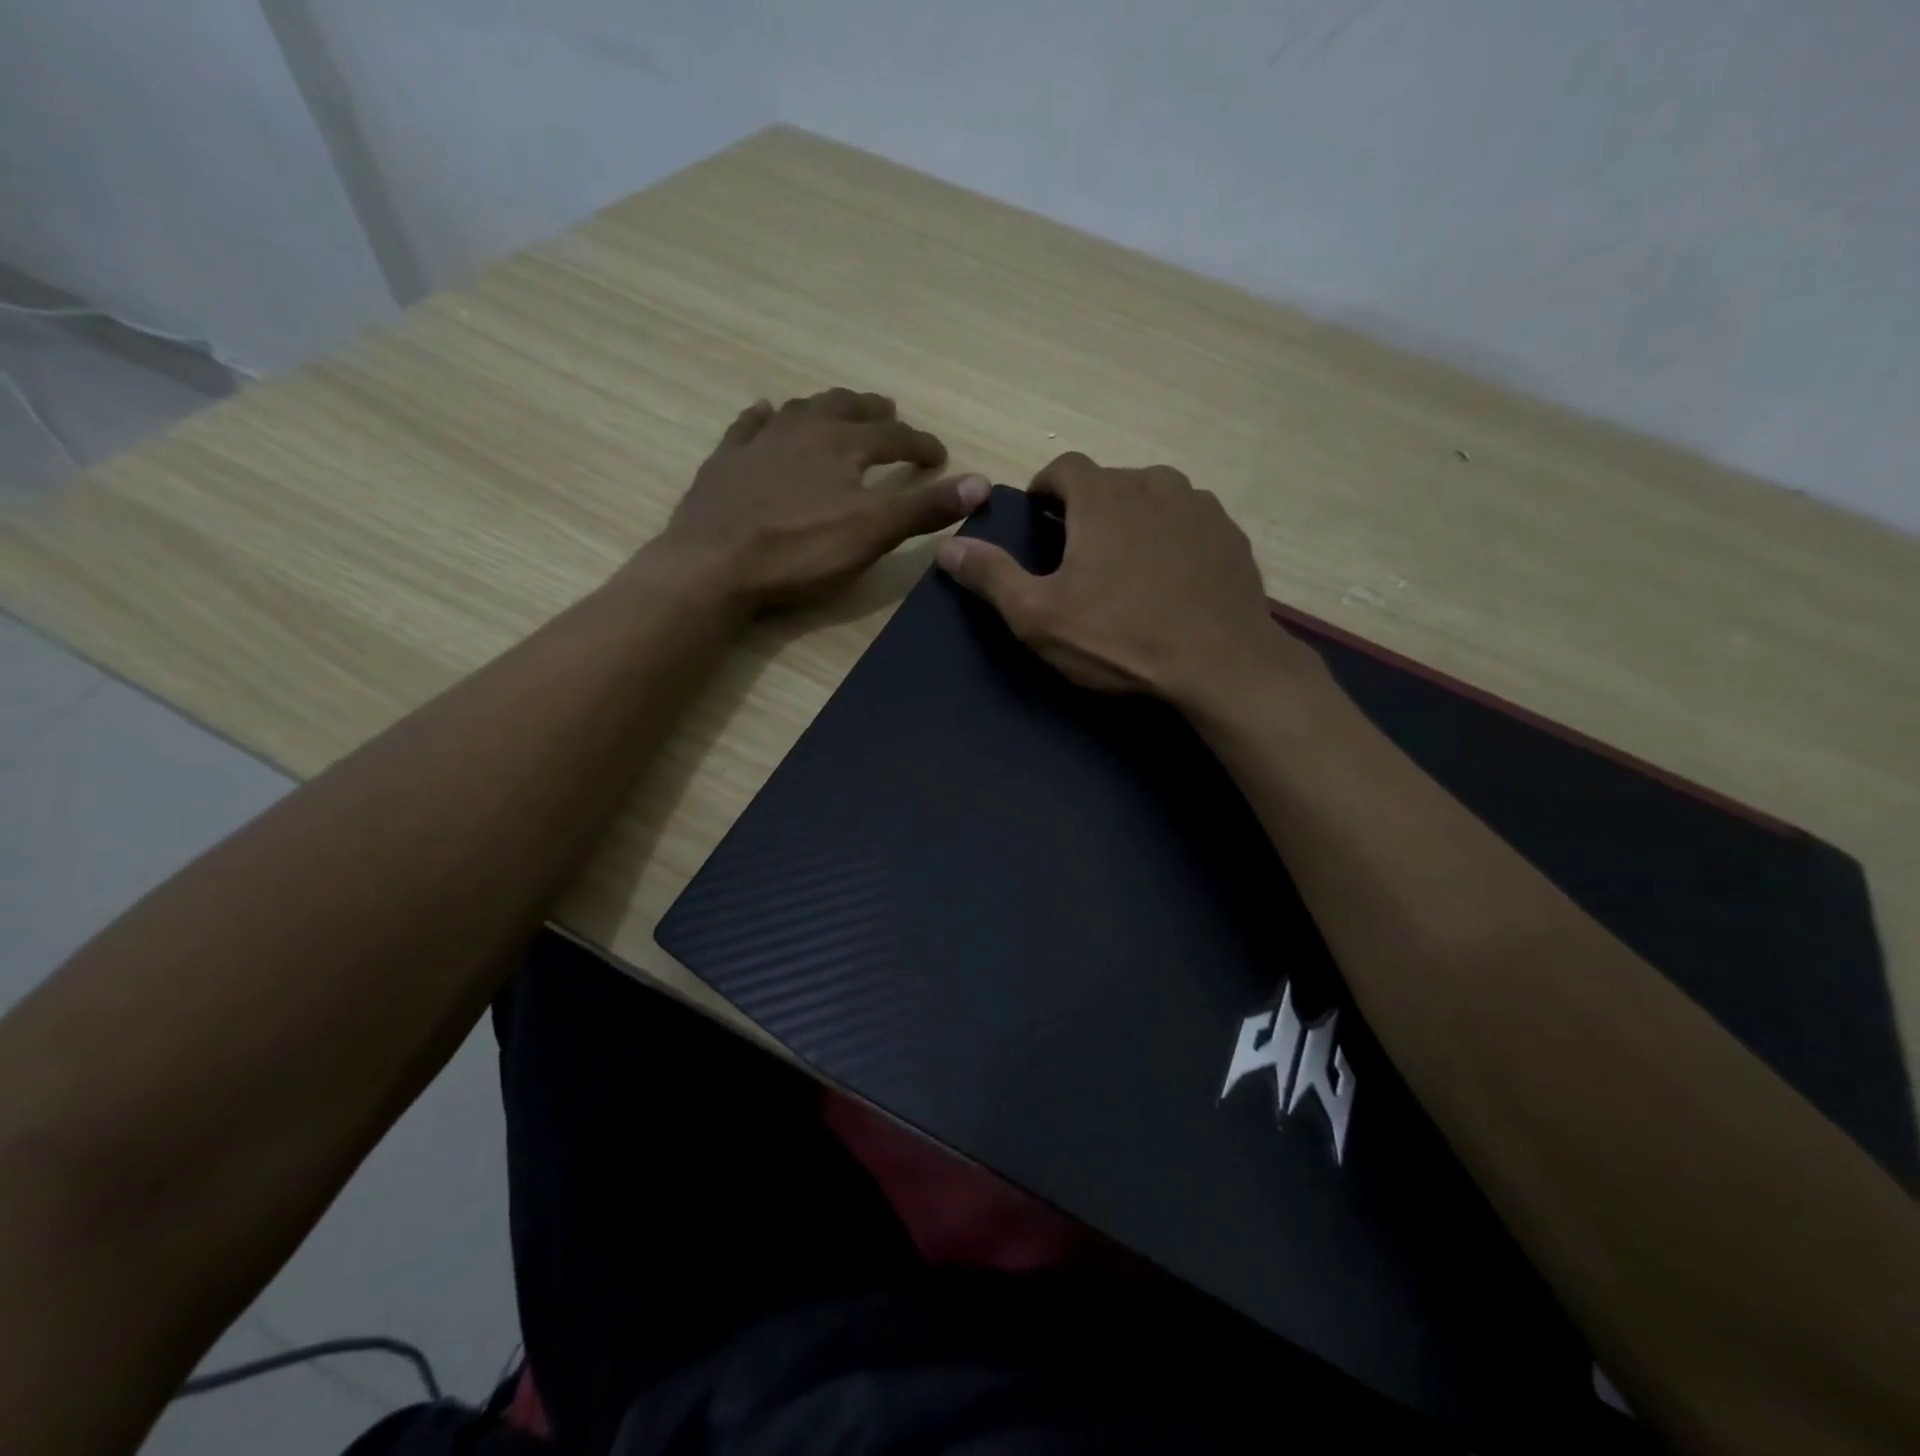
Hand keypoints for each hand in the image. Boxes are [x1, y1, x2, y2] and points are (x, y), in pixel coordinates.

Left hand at [647, 388, 988, 610]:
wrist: (714, 565)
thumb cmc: (800, 551)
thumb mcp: (873, 533)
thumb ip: (925, 508)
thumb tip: (981, 482)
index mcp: (843, 445)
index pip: (894, 437)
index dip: (921, 445)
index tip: (940, 455)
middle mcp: (803, 430)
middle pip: (845, 409)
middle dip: (873, 412)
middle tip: (889, 412)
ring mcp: (759, 442)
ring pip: (800, 410)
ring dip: (825, 407)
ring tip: (837, 410)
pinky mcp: (724, 462)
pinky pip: (748, 426)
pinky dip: (764, 418)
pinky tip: (765, 414)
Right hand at [935, 452, 1300, 705]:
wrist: (1221, 666)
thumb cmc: (1120, 638)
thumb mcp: (1038, 616)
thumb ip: (991, 576)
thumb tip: (947, 548)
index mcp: (1103, 496)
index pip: (1064, 467)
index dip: (1046, 488)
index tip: (1038, 518)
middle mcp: (1155, 484)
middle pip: (1110, 483)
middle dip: (1089, 509)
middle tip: (1079, 555)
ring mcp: (1201, 507)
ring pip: (1154, 499)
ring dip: (1133, 521)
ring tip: (1126, 568)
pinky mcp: (1231, 536)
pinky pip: (1190, 525)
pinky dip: (1173, 540)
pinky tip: (1171, 581)